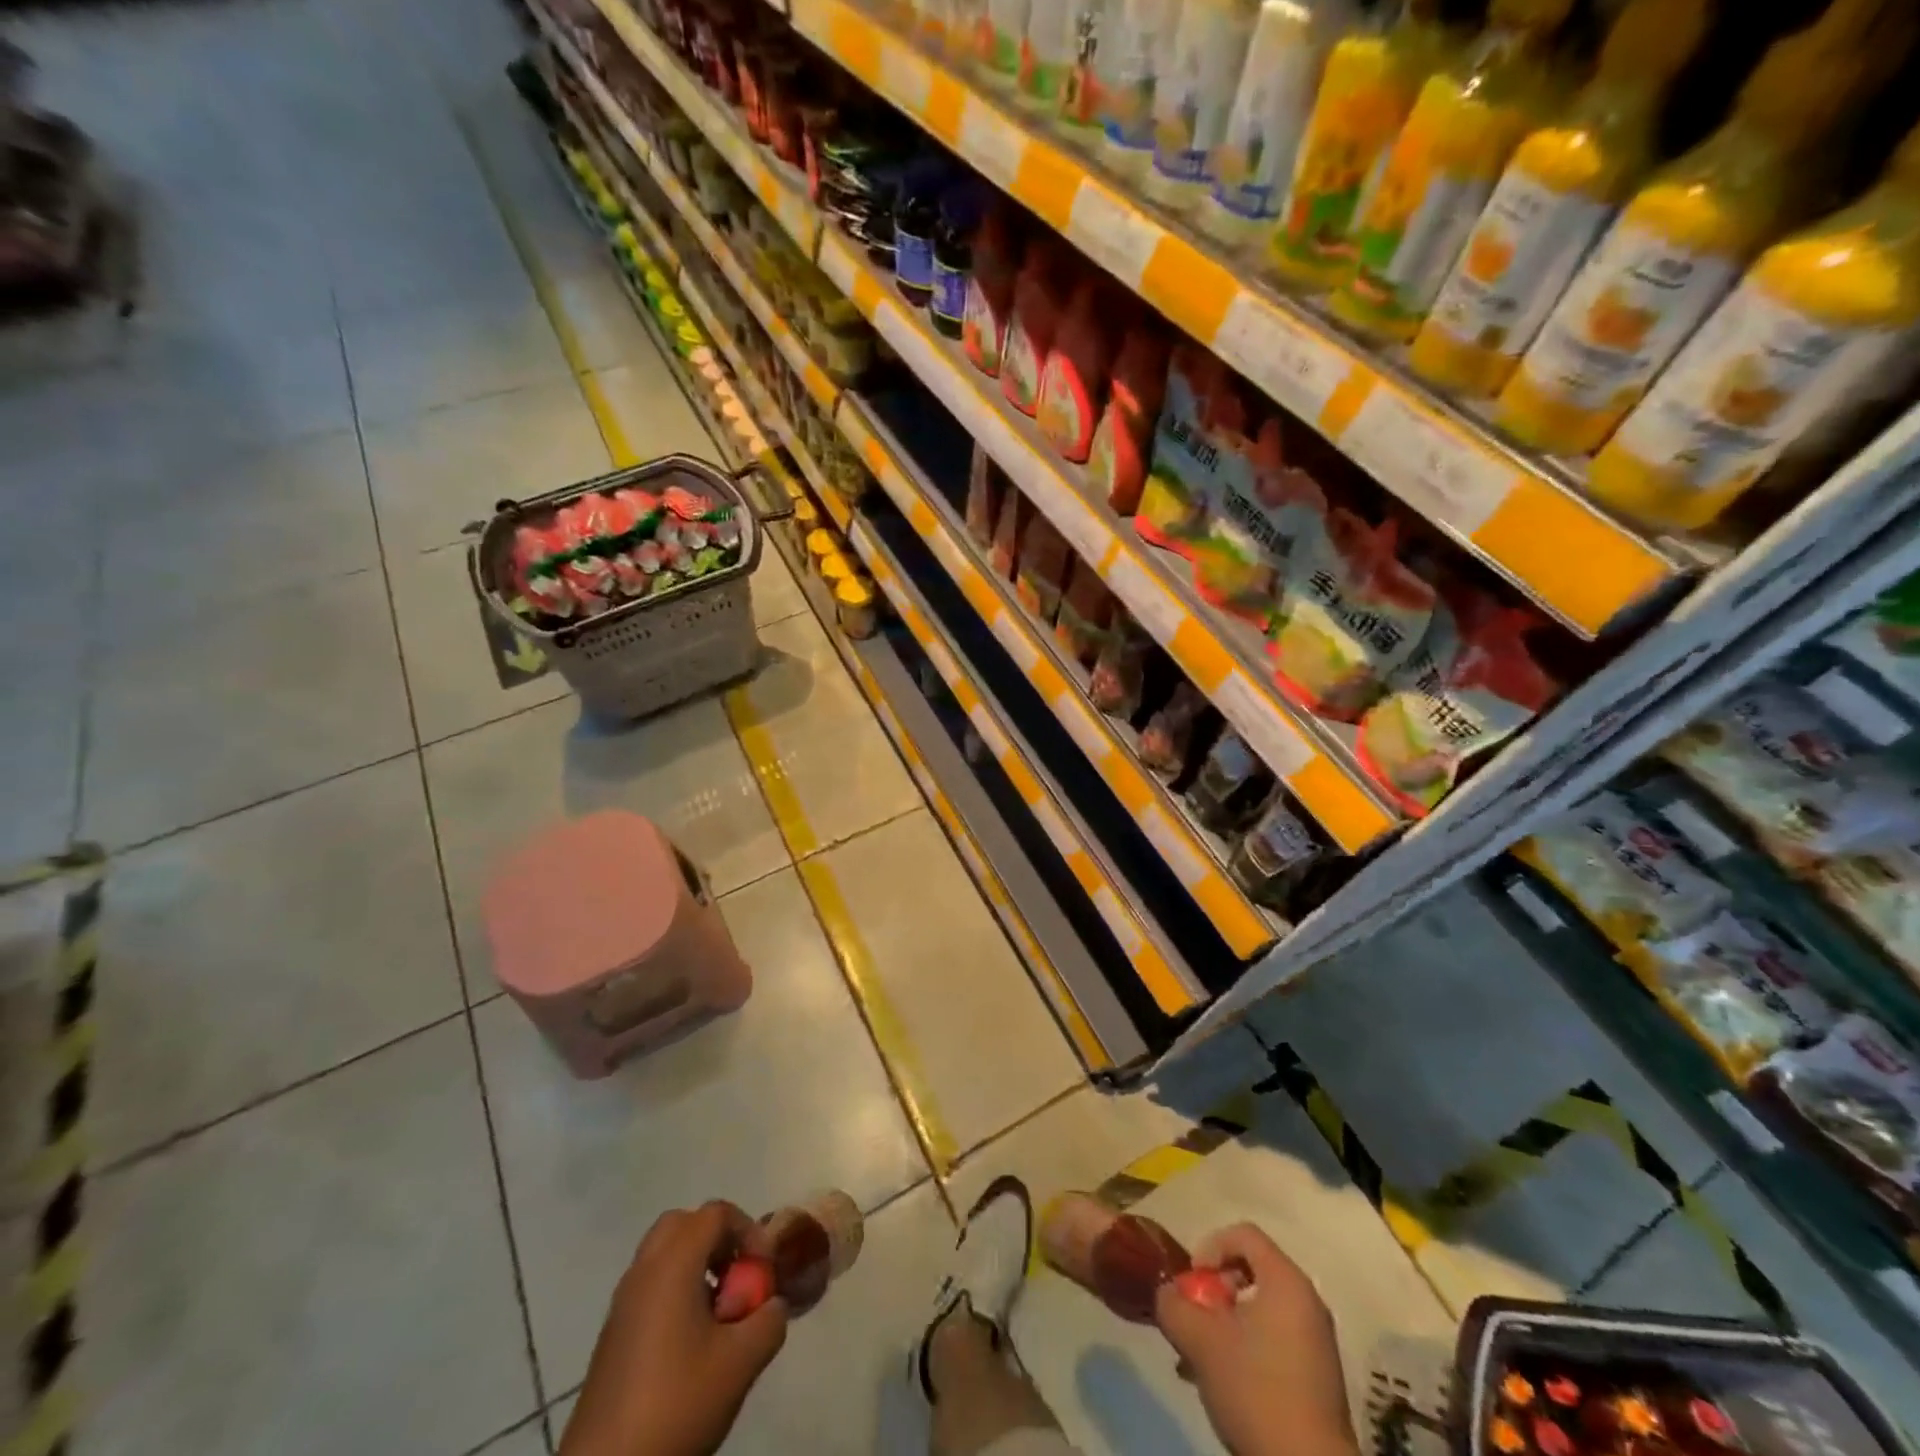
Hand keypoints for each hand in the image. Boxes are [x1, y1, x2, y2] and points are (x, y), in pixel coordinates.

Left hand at [560, 1202, 788, 1455]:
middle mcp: (643, 1272)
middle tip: (738, 1276)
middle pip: (683, 1225)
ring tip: (719, 1312)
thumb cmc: (677, 1402)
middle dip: (717, 1240)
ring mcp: (622, 1304)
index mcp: (672, 1265)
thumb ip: (769, 1321)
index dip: (748, 1230)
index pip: (715, 1214)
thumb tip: (772, 1304)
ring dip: (697, 1266)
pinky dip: (676, 1291)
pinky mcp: (612, 1335)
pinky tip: (692, 1341)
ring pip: (664, 1255)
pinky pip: (650, 1286)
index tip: (763, 1270)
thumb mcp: (741, 1363)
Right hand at [1154, 1224, 1357, 1455]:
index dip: (1211, 1246)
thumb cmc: (1256, 1389)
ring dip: (1224, 1323)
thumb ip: (1173, 1304)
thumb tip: (1166, 1292)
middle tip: (1195, 1317)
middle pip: (1251, 1270)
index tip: (1193, 1281)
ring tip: (1199, 1355)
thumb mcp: (1200, 1340)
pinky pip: (1273, 1338)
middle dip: (1214, 1290)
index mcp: (1287, 1281)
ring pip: (1258, 1309)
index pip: (1244, 1233)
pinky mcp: (1316, 1375)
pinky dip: (1244, 1346)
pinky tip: (1220, 1378)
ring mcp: (1316, 1340)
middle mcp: (1307, 1301)